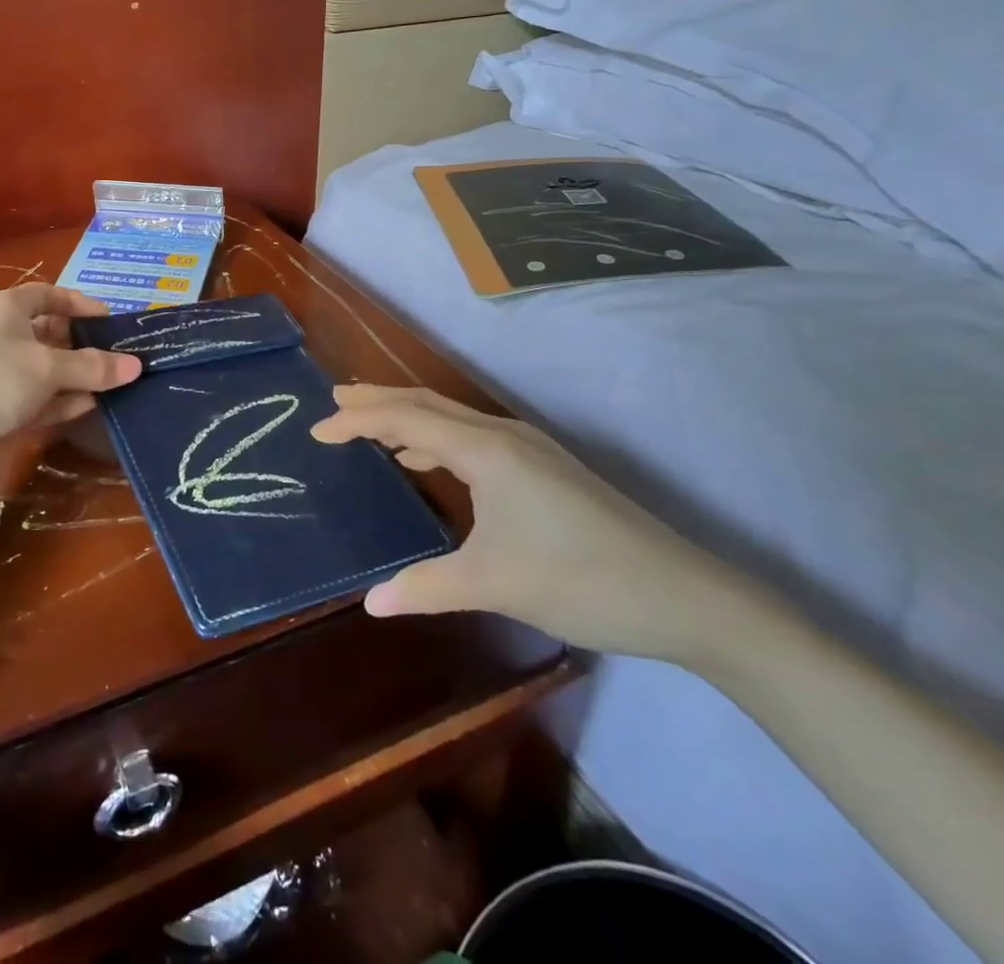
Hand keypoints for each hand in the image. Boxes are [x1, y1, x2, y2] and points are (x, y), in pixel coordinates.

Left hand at [0, 285, 141, 457]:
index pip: (49, 295)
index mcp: (7, 309)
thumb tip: (136, 364)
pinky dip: (61, 402)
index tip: (112, 322)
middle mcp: (1, 336)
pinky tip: (89, 407)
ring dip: (77, 378)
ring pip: (46, 370)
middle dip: (84, 346)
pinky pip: (37, 399)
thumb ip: (93, 367)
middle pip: (50, 334)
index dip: (80, 304)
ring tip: (117, 385)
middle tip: (122, 358)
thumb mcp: (47, 368)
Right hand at [312, 386, 739, 658]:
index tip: (317, 429)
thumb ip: (425, 587)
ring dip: (407, 417)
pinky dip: (436, 438)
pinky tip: (426, 460)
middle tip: (333, 402)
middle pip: (426, 403)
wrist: (686, 597)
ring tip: (369, 426)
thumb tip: (370, 603)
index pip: (406, 419)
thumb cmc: (580, 580)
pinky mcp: (543, 468)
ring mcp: (528, 449)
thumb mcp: (494, 584)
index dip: (357, 421)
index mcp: (486, 450)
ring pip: (451, 418)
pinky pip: (471, 437)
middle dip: (377, 401)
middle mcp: (503, 435)